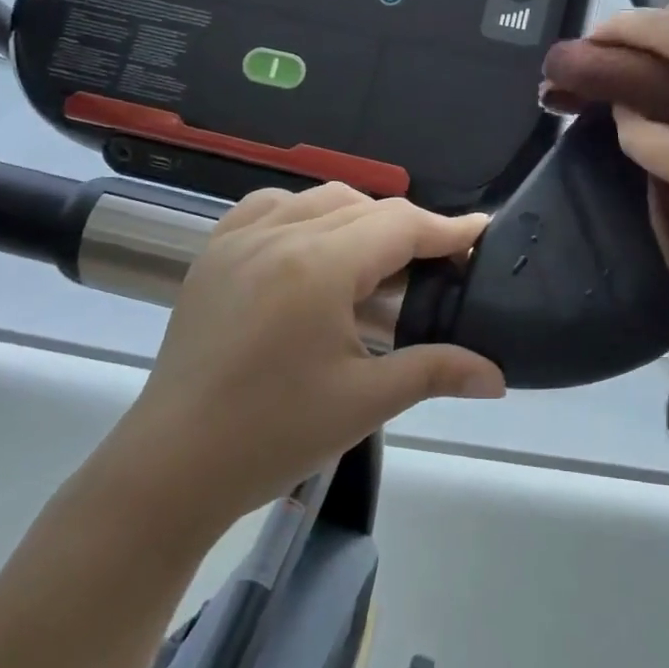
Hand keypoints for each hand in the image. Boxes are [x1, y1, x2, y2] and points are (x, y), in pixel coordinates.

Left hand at [109, 184, 505, 526]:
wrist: (171, 468)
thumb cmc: (273, 436)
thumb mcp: (365, 402)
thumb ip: (436, 371)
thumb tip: (497, 375)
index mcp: (318, 267)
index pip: (400, 225)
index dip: (447, 228)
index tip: (481, 232)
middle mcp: (279, 235)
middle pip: (366, 207)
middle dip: (410, 229)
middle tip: (437, 266)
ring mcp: (239, 239)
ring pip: (320, 200)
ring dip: (360, 218)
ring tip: (378, 262)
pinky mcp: (213, 254)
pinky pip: (269, 207)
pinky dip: (305, 214)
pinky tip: (313, 248)